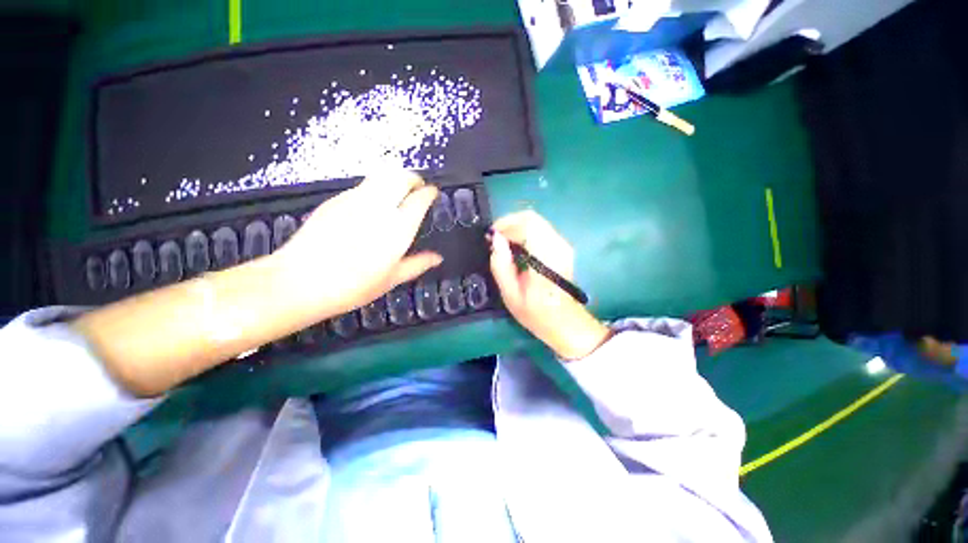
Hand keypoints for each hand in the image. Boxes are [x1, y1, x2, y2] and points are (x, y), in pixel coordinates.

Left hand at [273, 170, 441, 317]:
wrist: (300, 281)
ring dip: (394, 178)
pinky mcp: (335, 200)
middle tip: (417, 187)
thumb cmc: (353, 286)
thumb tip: (438, 258)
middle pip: (400, 176)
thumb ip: (418, 264)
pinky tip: (372, 204)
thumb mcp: (391, 279)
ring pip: (381, 175)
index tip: (433, 193)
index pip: (419, 199)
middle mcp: (379, 207)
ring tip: (398, 191)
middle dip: (413, 177)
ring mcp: (354, 200)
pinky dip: (375, 187)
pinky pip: (362, 185)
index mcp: (398, 228)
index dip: (429, 192)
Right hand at [489, 211, 610, 359]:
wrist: (564, 322)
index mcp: (545, 258)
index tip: (491, 236)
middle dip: (509, 223)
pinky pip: (541, 229)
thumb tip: (495, 239)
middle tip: (495, 238)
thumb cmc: (536, 313)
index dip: (505, 224)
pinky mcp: (563, 247)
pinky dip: (525, 232)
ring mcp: (563, 245)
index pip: (527, 224)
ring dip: (517, 227)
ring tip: (503, 243)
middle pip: (532, 218)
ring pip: (537, 221)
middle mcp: (557, 246)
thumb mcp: (510, 294)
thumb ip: (500, 264)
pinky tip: (516, 246)